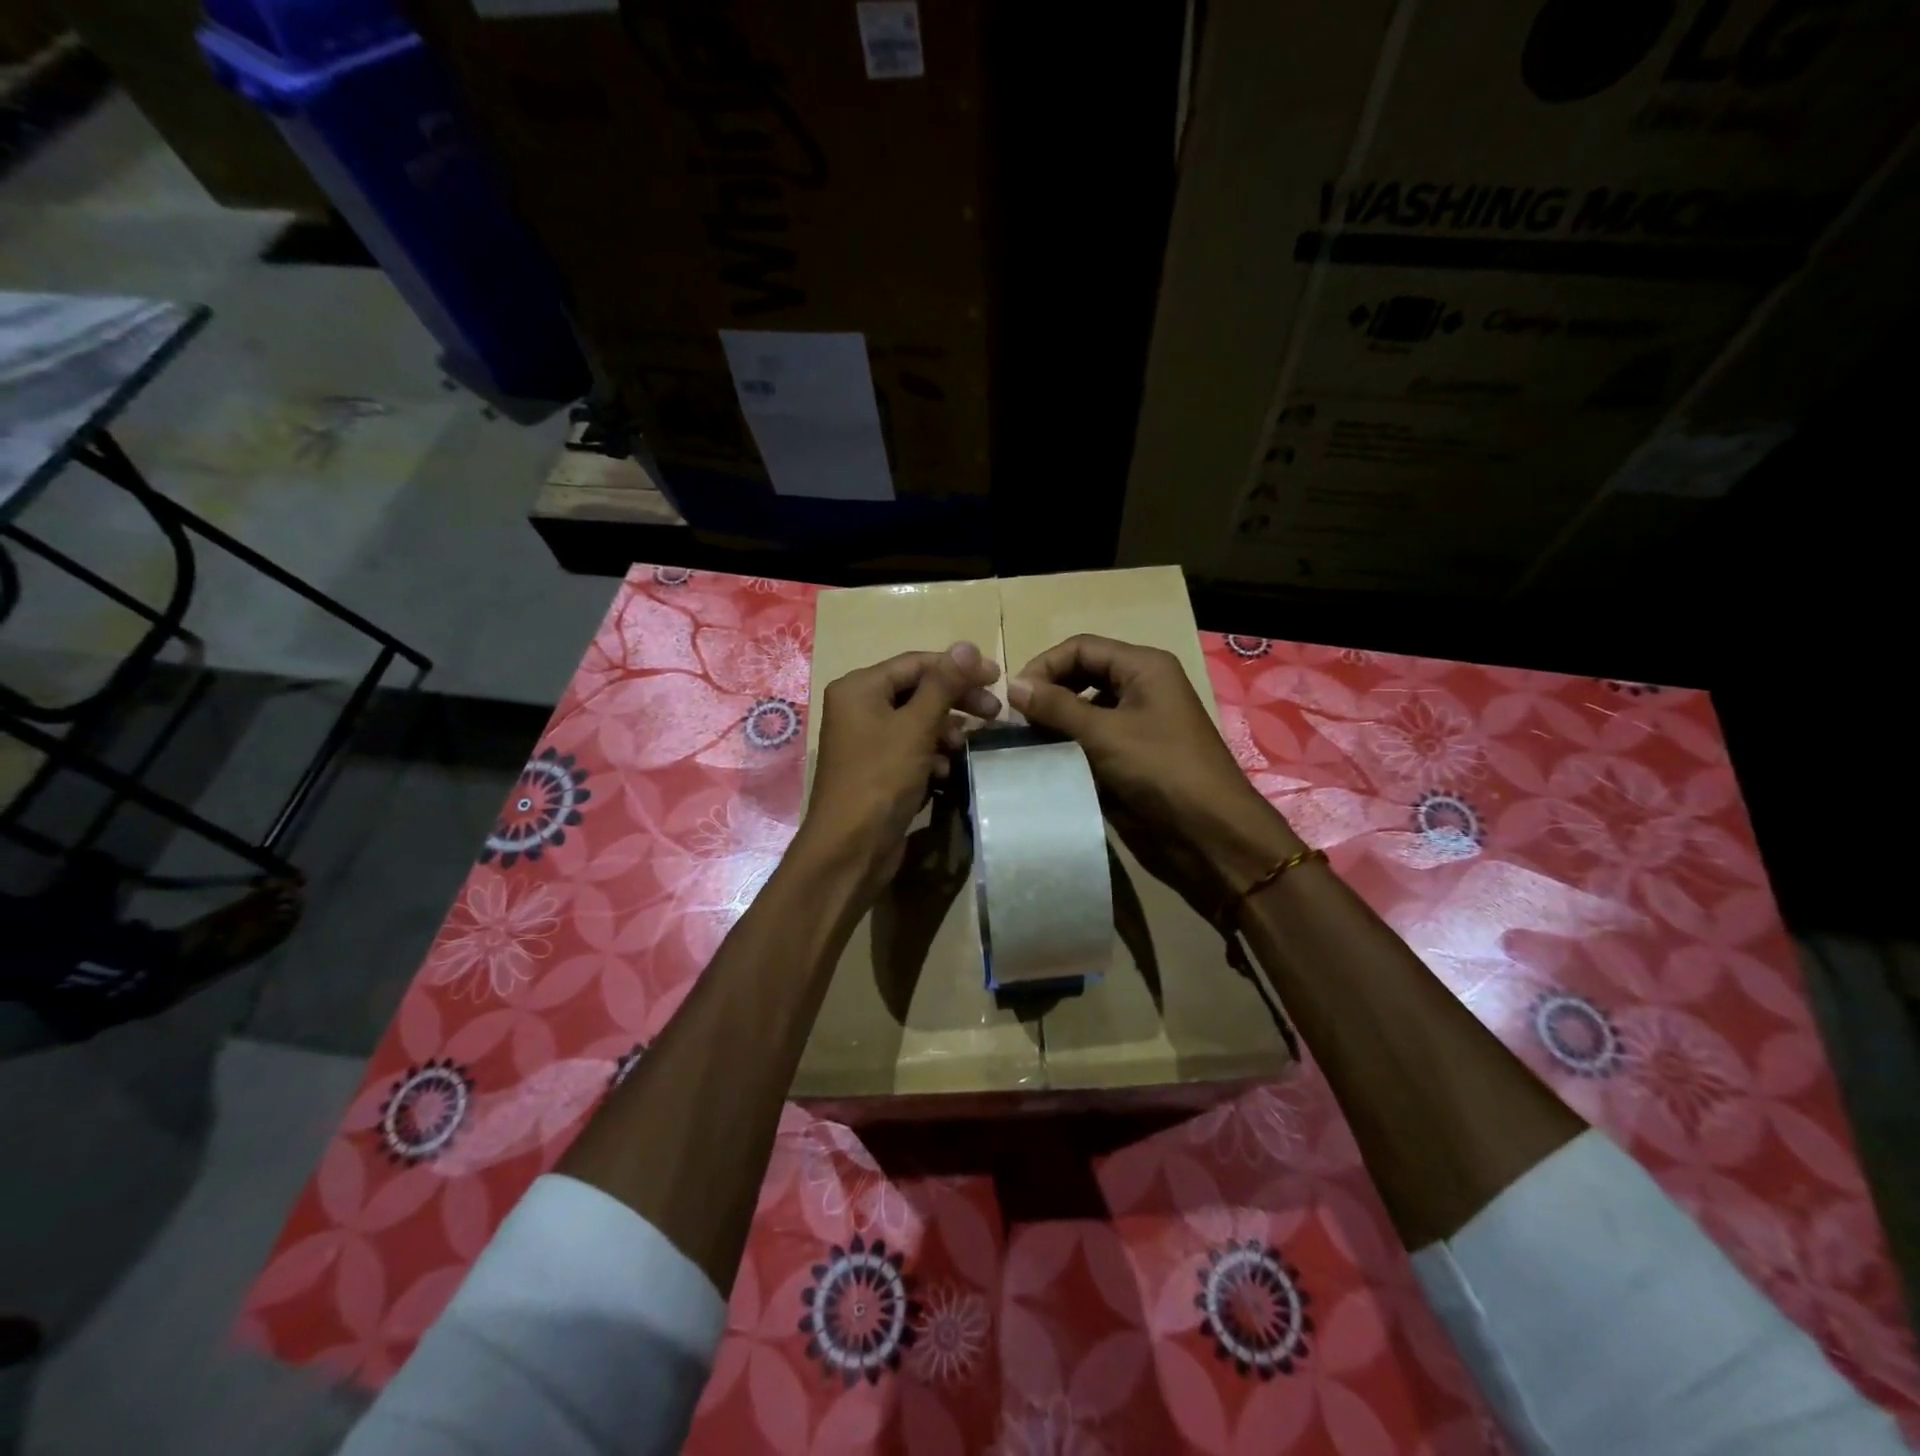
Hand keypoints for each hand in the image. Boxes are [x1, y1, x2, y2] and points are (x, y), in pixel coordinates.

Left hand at [802, 641, 1001, 896]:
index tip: (996, 678)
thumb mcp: (916, 727)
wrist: (850, 848)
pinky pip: (910, 749)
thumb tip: (968, 644)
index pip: (917, 663)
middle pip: (917, 691)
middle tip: (994, 712)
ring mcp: (866, 740)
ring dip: (946, 731)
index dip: (958, 667)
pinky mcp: (877, 768)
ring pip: (917, 722)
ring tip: (967, 746)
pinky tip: (945, 771)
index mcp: (859, 688)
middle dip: (955, 701)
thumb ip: (943, 685)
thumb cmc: (881, 779)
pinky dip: (931, 755)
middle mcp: (859, 707)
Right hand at [1008, 635, 1300, 920]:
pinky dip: (1068, 746)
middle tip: (1017, 722)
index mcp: (1143, 667)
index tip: (1012, 698)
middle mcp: (1141, 688)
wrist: (1208, 834)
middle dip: (1048, 694)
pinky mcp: (1131, 756)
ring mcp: (1137, 723)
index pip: (1081, 648)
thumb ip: (1056, 707)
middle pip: (1082, 675)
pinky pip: (1092, 740)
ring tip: (1026, 743)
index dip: (1044, 666)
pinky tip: (1046, 762)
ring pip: (1084, 709)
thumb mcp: (1104, 733)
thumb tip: (1012, 685)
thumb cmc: (1160, 771)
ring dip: (1055, 722)